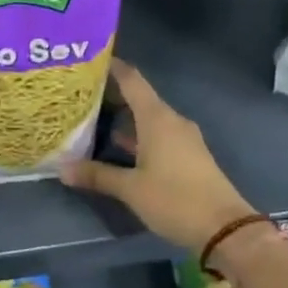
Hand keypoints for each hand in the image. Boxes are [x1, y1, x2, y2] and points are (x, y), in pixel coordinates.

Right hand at [59, 59, 255, 252]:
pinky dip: (138, 135)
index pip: (132, 80)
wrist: (224, 228)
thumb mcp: (131, 189)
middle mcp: (171, 121)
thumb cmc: (175, 199)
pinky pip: (159, 135)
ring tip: (94, 117)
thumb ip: (97, 175)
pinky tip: (119, 146)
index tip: (90, 59)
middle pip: (139, 97)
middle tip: (81, 93)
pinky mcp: (189, 155)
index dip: (112, 67)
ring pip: (149, 119)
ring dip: (125, 117)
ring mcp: (183, 138)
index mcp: (157, 118)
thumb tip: (63, 168)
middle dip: (112, 94)